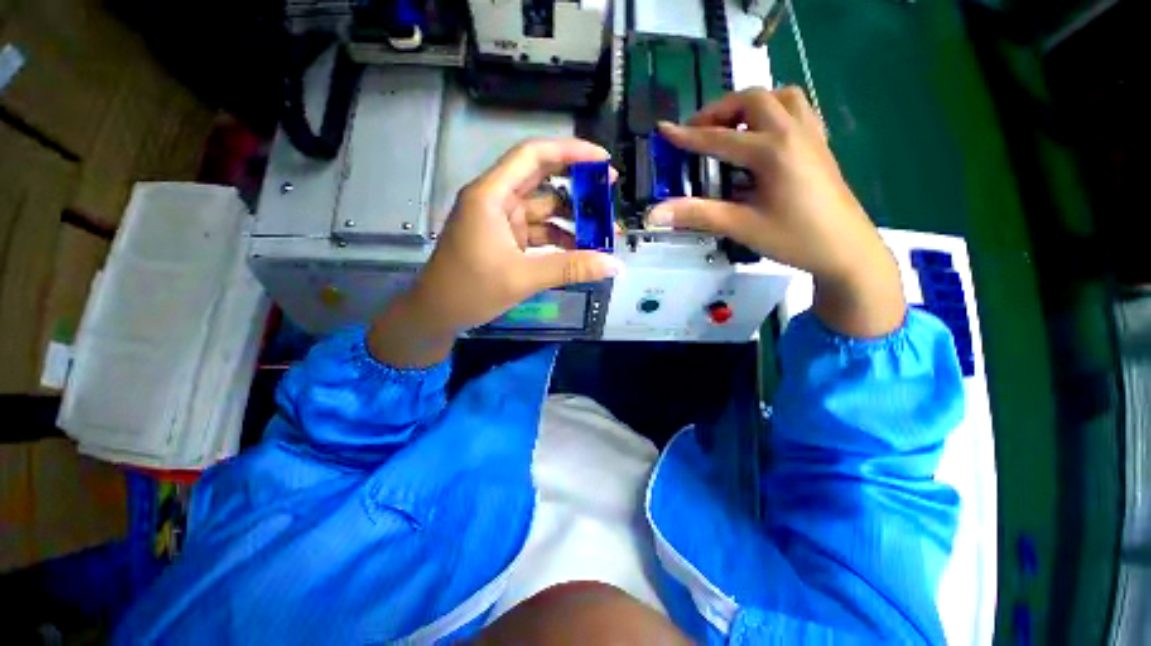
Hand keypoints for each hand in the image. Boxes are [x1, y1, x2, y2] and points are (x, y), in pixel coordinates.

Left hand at [368, 138, 622, 365]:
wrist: (437, 314)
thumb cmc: (470, 290)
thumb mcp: (523, 278)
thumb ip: (570, 269)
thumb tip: (614, 265)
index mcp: (491, 195)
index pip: (533, 156)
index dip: (570, 151)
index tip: (602, 161)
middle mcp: (496, 200)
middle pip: (541, 178)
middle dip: (576, 185)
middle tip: (609, 191)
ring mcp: (502, 220)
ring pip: (543, 209)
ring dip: (571, 219)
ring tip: (602, 231)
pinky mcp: (506, 239)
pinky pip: (539, 231)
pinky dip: (559, 239)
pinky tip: (580, 251)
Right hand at [650, 87, 903, 336]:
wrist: (846, 250)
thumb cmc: (794, 238)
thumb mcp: (741, 226)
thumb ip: (697, 214)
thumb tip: (654, 213)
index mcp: (772, 151)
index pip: (720, 138)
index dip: (688, 136)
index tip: (664, 130)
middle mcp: (793, 131)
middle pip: (753, 98)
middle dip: (720, 109)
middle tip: (699, 131)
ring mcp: (811, 134)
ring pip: (780, 96)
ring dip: (750, 104)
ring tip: (731, 128)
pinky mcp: (820, 144)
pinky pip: (797, 109)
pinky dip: (774, 111)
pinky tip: (763, 136)